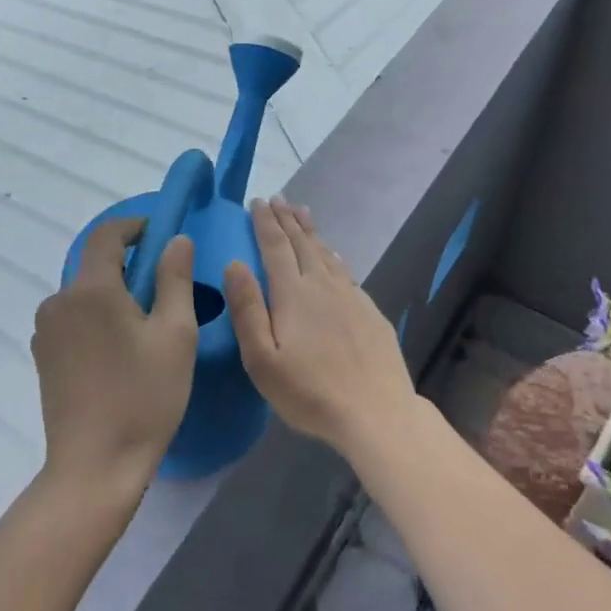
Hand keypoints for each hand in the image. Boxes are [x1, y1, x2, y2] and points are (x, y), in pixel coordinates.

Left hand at [31, 217, 197, 496]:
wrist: (94, 466)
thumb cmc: (144, 397)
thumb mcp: (175, 334)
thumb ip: (175, 278)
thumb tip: (176, 240)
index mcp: (90, 289)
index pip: (106, 235)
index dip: (134, 226)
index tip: (161, 233)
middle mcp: (59, 301)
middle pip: (94, 265)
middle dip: (128, 265)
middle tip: (165, 287)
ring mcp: (46, 331)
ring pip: (84, 294)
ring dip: (112, 295)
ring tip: (146, 324)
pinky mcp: (43, 357)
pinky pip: (73, 320)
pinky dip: (96, 318)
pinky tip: (119, 350)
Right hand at [224, 199, 417, 450]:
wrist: (376, 412)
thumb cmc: (309, 392)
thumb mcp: (262, 359)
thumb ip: (247, 309)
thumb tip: (234, 263)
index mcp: (293, 293)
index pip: (275, 246)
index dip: (265, 222)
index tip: (257, 202)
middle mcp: (322, 285)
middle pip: (302, 243)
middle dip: (287, 219)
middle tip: (278, 198)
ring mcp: (350, 296)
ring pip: (326, 253)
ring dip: (311, 231)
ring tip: (302, 212)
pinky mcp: (369, 311)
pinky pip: (345, 270)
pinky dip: (333, 254)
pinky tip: (333, 254)